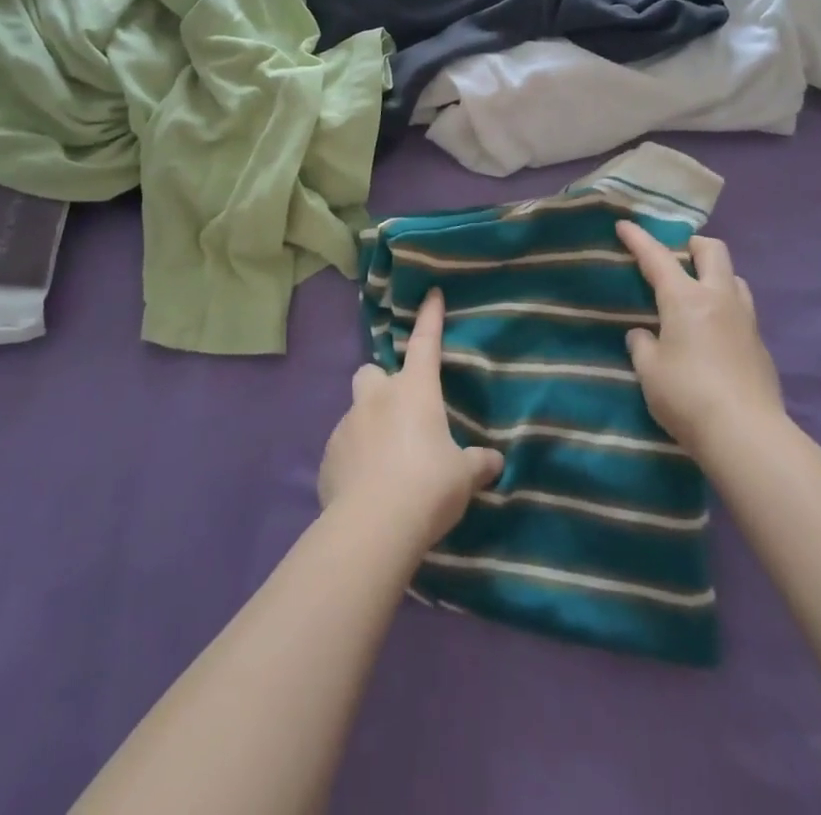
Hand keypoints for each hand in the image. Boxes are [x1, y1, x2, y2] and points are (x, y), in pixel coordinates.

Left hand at [318, 289, 504, 553]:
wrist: (374, 526)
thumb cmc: (428, 486)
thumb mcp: (463, 476)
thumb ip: (477, 463)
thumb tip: (493, 462)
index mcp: (414, 390)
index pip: (425, 342)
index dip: (430, 318)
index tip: (431, 294)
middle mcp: (377, 398)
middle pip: (371, 372)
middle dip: (381, 383)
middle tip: (398, 409)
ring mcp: (346, 426)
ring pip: (356, 412)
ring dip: (369, 426)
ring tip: (385, 462)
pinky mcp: (327, 459)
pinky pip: (343, 450)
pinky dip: (354, 460)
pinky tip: (367, 488)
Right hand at [617, 222, 786, 457]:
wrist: (747, 434)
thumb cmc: (687, 397)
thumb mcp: (650, 371)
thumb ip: (643, 346)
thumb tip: (643, 335)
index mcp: (686, 299)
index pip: (658, 258)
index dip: (639, 239)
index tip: (625, 225)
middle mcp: (719, 298)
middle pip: (713, 250)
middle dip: (692, 245)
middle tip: (676, 258)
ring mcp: (746, 319)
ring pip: (734, 277)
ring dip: (715, 275)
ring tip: (697, 295)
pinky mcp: (761, 344)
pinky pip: (742, 310)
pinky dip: (725, 309)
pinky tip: (714, 334)